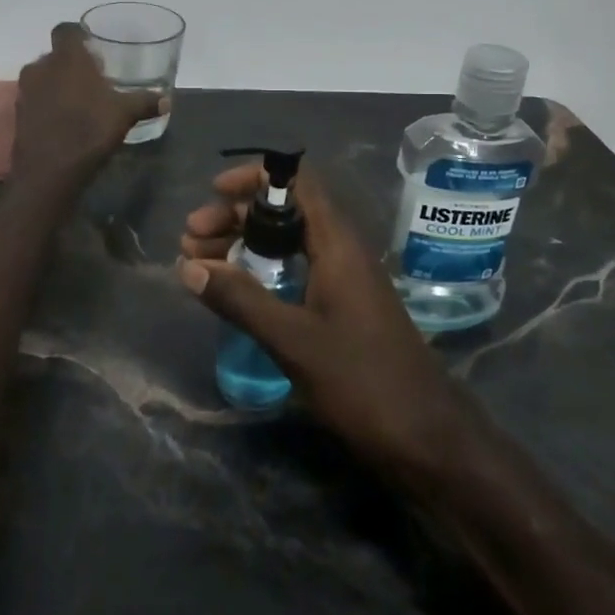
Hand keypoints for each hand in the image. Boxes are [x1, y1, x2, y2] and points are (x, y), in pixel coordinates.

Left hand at [10, 23, 161, 189]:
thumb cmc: (88, 130)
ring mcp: (25, 90)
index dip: (78, 35)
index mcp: (67, 58)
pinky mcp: (19, 113)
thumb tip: (166, 100)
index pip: (66, 30)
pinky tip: (65, 119)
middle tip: (93, 77)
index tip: (93, 46)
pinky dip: (48, 102)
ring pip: (44, 76)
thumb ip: (144, 102)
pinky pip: (36, 98)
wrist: (48, 171)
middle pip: (56, 55)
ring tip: (81, 100)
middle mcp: (41, 67)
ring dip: (58, 83)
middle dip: (72, 63)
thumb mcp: (124, 115)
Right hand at [179, 163, 479, 487]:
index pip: (297, 181)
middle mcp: (341, 250)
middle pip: (285, 209)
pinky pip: (296, 269)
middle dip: (235, 216)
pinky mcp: (342, 307)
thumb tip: (187, 266)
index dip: (255, 177)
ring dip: (244, 244)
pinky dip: (261, 271)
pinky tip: (234, 292)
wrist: (427, 437)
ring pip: (287, 241)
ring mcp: (344, 279)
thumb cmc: (362, 381)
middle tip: (192, 239)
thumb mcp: (293, 340)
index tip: (214, 192)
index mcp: (337, 243)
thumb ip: (240, 300)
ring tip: (199, 263)